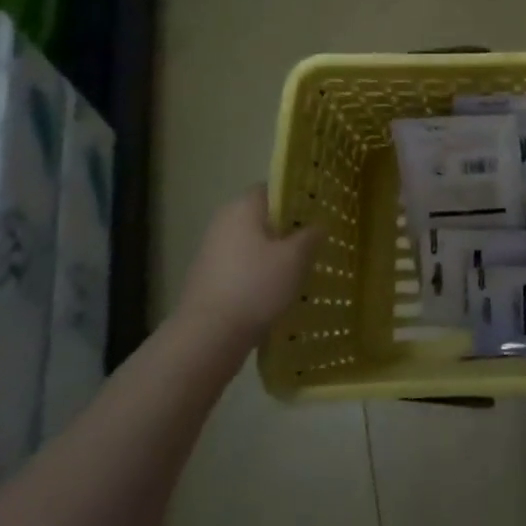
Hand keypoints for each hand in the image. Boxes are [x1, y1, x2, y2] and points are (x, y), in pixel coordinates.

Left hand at [174, 186, 320, 345]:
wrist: (208, 336)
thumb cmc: (255, 286)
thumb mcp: (295, 258)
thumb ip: (311, 235)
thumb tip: (318, 225)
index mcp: (242, 207)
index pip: (274, 188)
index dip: (298, 198)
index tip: (318, 214)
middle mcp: (223, 222)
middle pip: (263, 216)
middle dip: (289, 228)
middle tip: (315, 242)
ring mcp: (212, 250)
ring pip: (254, 242)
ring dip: (275, 252)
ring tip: (301, 268)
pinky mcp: (209, 277)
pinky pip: (243, 264)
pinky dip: (260, 271)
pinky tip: (277, 289)